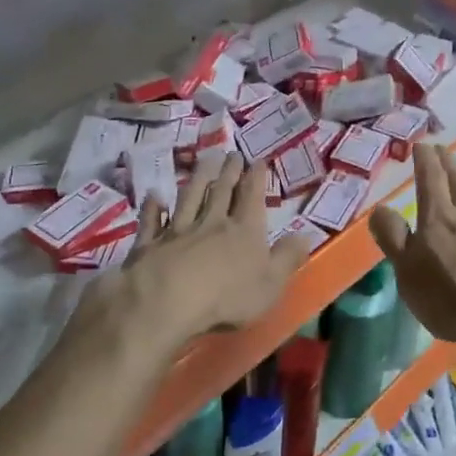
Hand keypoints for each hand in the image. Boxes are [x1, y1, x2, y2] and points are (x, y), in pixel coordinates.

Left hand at [90, 154, 311, 351]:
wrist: (167, 300)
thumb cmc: (227, 297)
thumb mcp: (270, 283)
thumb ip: (287, 258)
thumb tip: (305, 235)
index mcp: (244, 230)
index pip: (252, 197)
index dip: (255, 178)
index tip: (257, 159)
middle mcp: (212, 222)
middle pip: (221, 192)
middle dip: (229, 172)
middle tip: (232, 154)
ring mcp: (178, 230)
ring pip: (189, 198)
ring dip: (198, 178)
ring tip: (204, 161)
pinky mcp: (150, 243)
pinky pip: (152, 221)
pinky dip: (153, 208)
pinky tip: (154, 196)